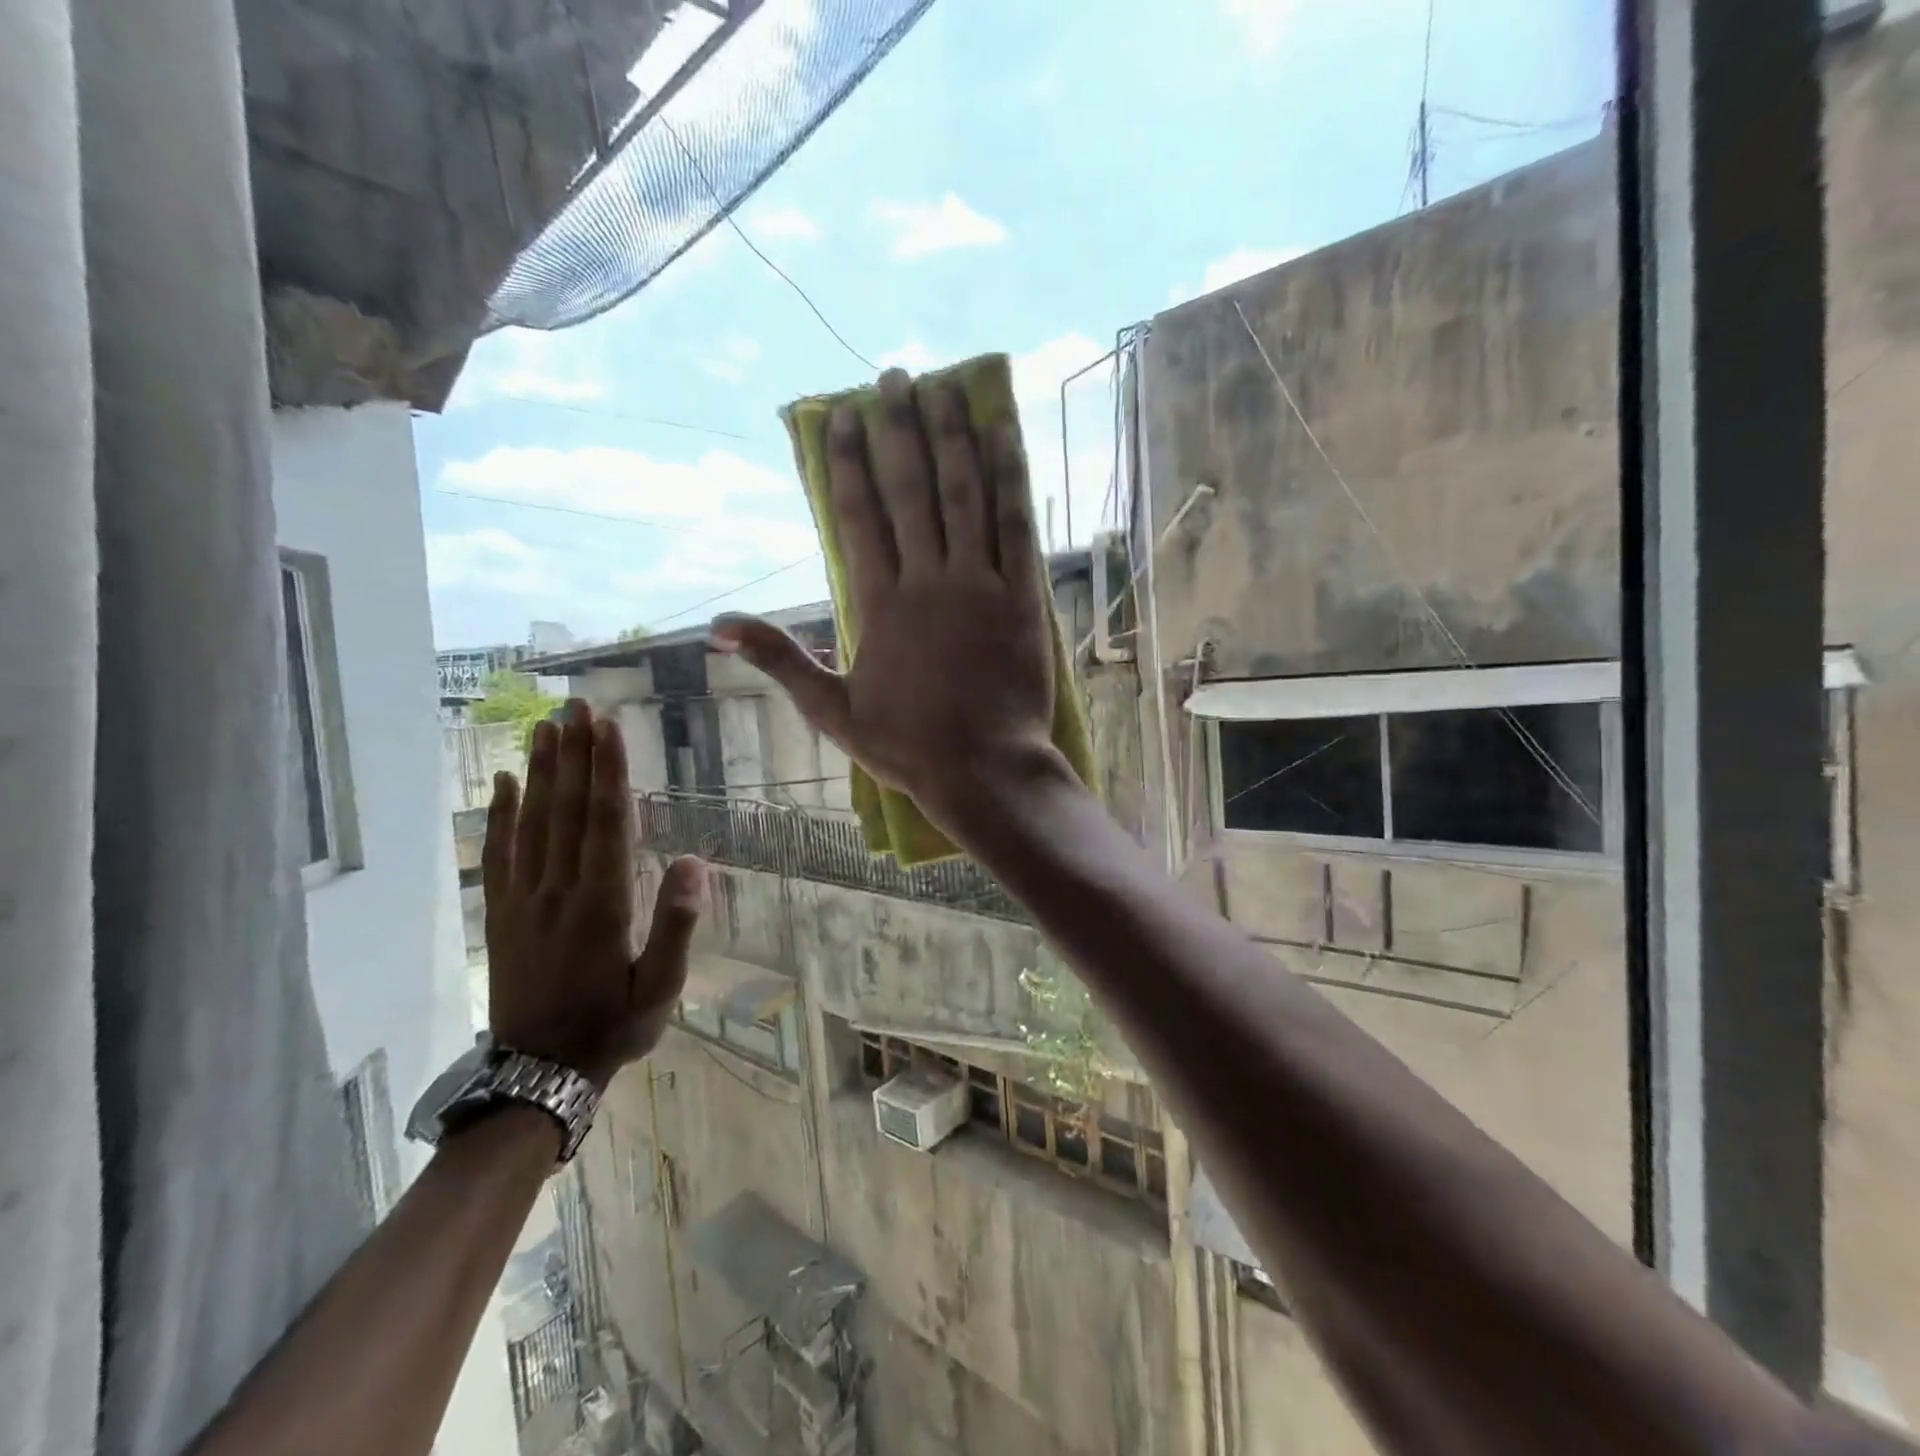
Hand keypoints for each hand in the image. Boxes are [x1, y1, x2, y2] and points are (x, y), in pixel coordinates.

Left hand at [483, 701, 702, 1088]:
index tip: (606, 729)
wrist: (537, 1076)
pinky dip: (500, 815)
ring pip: (531, 824)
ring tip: (545, 727)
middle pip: (567, 811)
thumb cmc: (612, 1029)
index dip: (607, 773)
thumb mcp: (660, 989)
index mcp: (602, 905)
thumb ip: (677, 926)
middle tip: (576, 708)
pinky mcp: (501, 914)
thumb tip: (696, 862)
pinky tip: (505, 782)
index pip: (605, 824)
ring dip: (540, 772)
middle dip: (574, 756)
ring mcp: (523, 901)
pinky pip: (499, 854)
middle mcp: (558, 892)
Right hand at [712, 369, 1060, 821]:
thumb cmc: (906, 746)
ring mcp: (980, 584)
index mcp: (878, 603)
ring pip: (963, 493)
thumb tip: (719, 625)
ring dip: (951, 435)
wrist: (983, 770)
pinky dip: (1009, 476)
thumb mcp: (831, 710)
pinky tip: (1003, 434)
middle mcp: (927, 579)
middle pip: (910, 489)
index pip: (859, 514)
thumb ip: (780, 659)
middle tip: (895, 378)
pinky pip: (1016, 524)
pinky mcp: (1023, 596)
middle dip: (901, 428)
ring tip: (944, 387)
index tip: (848, 415)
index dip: (851, 460)